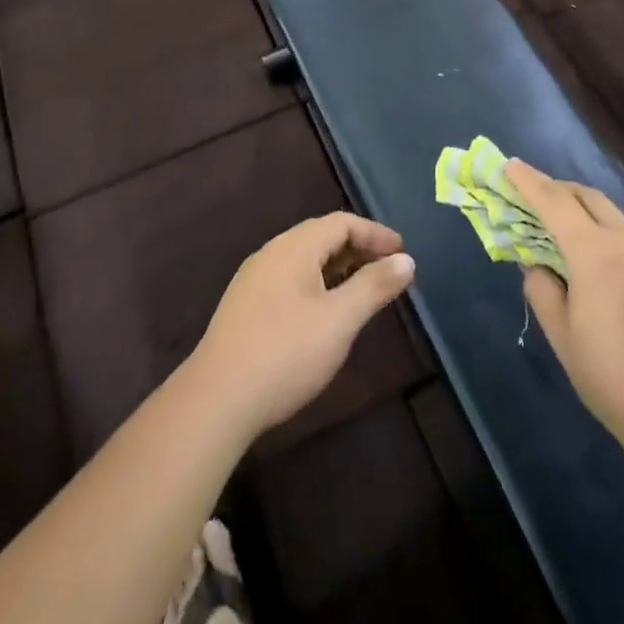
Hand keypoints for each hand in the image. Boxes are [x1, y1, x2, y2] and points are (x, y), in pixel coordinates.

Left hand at [191, 213, 415, 439]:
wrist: (216, 400)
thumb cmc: (285, 353)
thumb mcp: (340, 320)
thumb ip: (374, 286)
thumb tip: (406, 259)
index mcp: (294, 247)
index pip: (341, 222)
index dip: (375, 234)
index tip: (403, 254)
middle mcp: (272, 253)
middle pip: (321, 237)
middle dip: (358, 249)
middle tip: (388, 270)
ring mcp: (254, 280)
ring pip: (304, 260)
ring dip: (338, 267)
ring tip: (363, 291)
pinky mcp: (245, 307)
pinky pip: (290, 280)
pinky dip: (317, 284)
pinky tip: (325, 313)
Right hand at [506, 161, 623, 466]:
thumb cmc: (614, 379)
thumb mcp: (563, 338)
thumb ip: (543, 291)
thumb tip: (538, 265)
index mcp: (595, 253)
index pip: (554, 202)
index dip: (529, 181)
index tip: (510, 165)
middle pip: (589, 198)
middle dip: (560, 190)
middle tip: (539, 196)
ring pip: (618, 219)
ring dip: (592, 216)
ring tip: (577, 236)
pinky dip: (620, 242)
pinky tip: (618, 272)